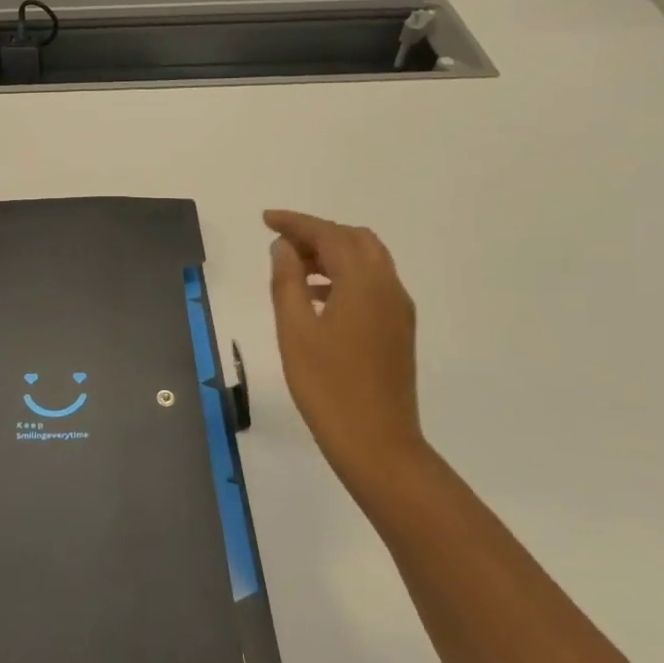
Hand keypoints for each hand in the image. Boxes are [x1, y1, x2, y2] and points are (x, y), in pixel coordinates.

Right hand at [265, 210, 430, 497]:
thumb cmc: (326, 386)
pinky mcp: (398, 330)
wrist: (377, 442)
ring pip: (367, 261)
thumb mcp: (294, 330)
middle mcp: (388, 287)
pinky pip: (372, 284)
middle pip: (355, 240)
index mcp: (363, 282)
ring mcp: (398, 310)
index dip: (296, 222)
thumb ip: (287, 281)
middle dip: (317, 234)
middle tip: (280, 243)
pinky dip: (344, 276)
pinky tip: (316, 298)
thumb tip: (284, 247)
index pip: (329, 234)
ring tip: (293, 268)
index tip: (265, 219)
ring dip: (331, 255)